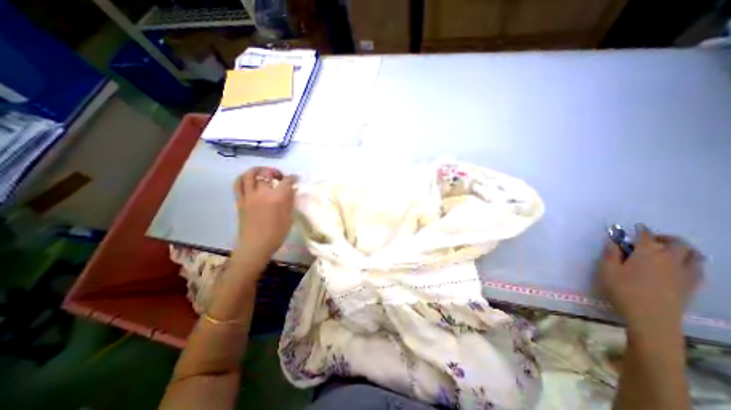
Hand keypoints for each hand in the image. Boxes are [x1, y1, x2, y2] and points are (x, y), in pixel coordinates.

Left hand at [231, 166, 292, 265]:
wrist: (256, 245)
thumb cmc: (277, 233)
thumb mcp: (289, 217)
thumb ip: (290, 201)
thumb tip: (291, 190)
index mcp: (278, 197)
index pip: (286, 181)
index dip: (292, 178)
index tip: (294, 179)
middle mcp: (263, 193)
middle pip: (267, 173)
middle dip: (275, 171)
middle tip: (279, 176)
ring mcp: (249, 196)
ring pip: (249, 174)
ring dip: (257, 170)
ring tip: (263, 173)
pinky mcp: (240, 201)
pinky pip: (238, 184)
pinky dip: (243, 178)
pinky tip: (249, 180)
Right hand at [599, 227, 701, 335]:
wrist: (651, 317)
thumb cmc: (623, 290)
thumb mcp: (607, 270)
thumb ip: (610, 254)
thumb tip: (613, 242)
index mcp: (647, 254)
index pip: (646, 236)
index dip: (641, 230)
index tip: (636, 227)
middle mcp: (670, 260)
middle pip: (677, 243)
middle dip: (665, 237)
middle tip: (652, 239)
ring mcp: (685, 273)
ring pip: (694, 254)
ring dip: (682, 248)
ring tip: (669, 250)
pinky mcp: (692, 285)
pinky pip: (698, 267)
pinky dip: (691, 261)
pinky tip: (679, 265)